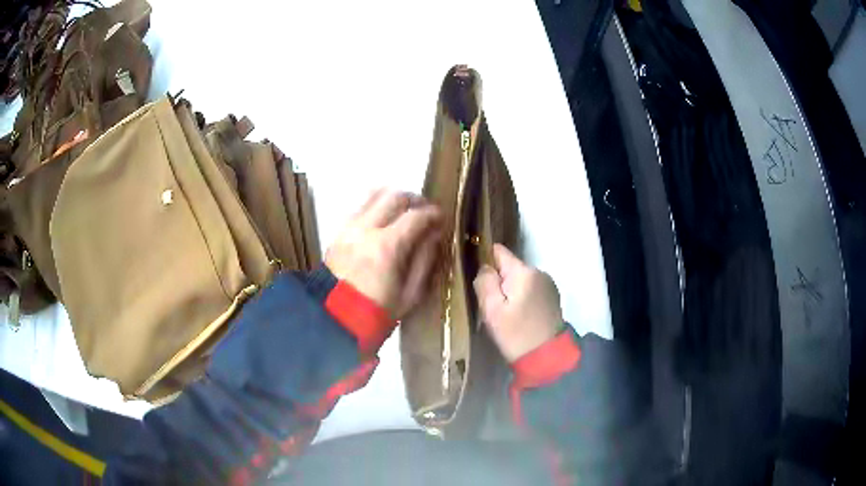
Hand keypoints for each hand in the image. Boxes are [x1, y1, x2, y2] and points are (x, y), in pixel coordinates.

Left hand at [326, 189, 441, 318]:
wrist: (335, 320)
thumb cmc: (377, 312)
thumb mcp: (411, 294)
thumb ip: (425, 259)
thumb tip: (434, 234)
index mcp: (387, 246)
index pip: (415, 216)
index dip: (433, 213)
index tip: (441, 218)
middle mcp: (366, 229)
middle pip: (394, 197)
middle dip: (414, 200)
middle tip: (424, 210)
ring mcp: (348, 228)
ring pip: (374, 195)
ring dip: (393, 198)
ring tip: (403, 210)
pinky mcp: (337, 232)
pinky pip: (359, 207)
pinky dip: (374, 206)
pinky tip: (382, 219)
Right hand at [473, 244, 564, 361]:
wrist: (547, 358)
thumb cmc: (516, 334)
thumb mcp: (492, 310)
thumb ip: (485, 283)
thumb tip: (484, 267)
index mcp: (524, 272)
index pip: (499, 251)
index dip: (485, 260)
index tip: (478, 277)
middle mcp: (539, 272)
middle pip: (509, 267)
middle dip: (498, 280)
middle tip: (490, 305)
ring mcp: (548, 284)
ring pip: (520, 280)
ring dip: (510, 290)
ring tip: (505, 313)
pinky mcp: (552, 297)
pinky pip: (530, 289)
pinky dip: (522, 298)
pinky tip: (519, 316)